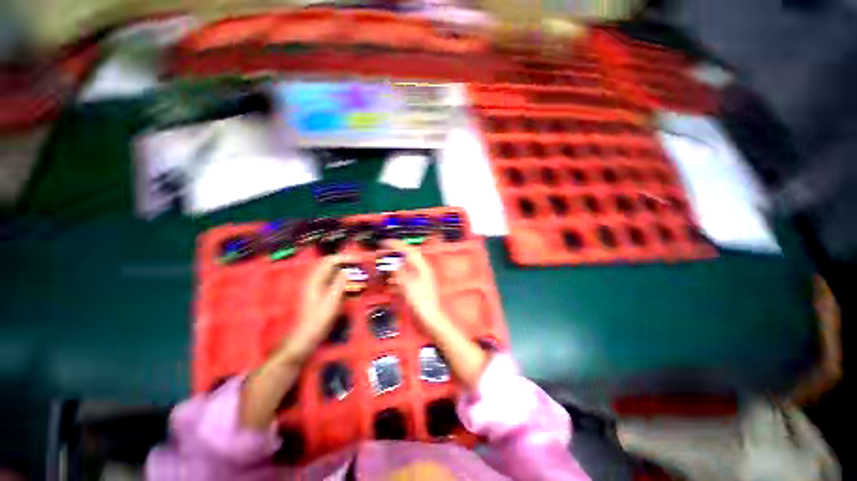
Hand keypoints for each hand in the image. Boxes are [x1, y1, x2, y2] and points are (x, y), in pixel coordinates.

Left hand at [280, 254, 352, 360]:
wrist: (307, 336)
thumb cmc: (319, 318)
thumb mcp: (332, 300)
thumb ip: (340, 283)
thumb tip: (347, 270)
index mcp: (315, 279)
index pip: (330, 260)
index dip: (345, 258)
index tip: (359, 259)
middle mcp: (315, 280)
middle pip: (331, 264)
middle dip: (346, 262)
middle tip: (360, 265)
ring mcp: (318, 287)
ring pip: (333, 273)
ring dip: (346, 271)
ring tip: (359, 273)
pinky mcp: (321, 294)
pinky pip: (334, 282)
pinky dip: (344, 280)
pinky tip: (352, 286)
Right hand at [382, 240, 445, 329]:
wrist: (428, 319)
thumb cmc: (420, 301)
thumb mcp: (406, 283)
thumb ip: (398, 270)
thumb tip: (391, 262)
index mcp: (421, 266)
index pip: (408, 250)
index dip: (396, 244)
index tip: (384, 242)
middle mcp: (421, 270)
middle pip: (405, 257)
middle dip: (392, 254)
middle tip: (379, 254)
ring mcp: (418, 279)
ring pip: (403, 267)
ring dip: (391, 265)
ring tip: (381, 266)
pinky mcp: (415, 288)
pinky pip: (403, 278)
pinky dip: (394, 277)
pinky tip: (387, 280)